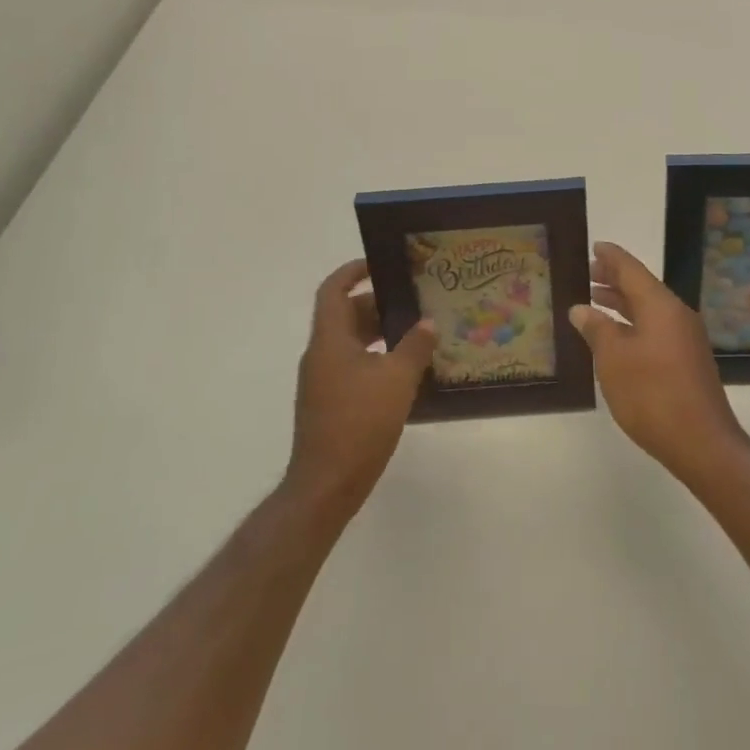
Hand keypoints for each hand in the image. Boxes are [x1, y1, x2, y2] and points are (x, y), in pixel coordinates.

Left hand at [285, 260, 437, 520]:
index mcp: (330, 340)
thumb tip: (428, 322)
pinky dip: (375, 359)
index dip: (353, 271)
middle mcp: (321, 355)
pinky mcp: (329, 404)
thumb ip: (415, 347)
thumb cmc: (359, 423)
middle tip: (413, 301)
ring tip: (416, 333)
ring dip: (379, 334)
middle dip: (378, 305)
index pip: (333, 291)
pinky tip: (403, 372)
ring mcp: (322, 382)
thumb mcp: (397, 380)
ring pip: (350, 343)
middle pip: (345, 316)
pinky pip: (352, 366)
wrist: (326, 485)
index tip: (380, 264)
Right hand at [571, 241, 749, 486]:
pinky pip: (656, 327)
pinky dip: (633, 323)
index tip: (594, 246)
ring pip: (649, 309)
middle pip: (642, 287)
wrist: (702, 443)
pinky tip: (616, 336)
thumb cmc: (652, 394)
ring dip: (622, 303)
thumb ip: (597, 329)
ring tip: (595, 300)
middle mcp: (676, 314)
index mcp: (660, 305)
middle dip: (614, 279)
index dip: (611, 257)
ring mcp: (685, 338)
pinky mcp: (687, 360)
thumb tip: (581, 308)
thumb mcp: (614, 359)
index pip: (631, 269)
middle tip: (587, 272)